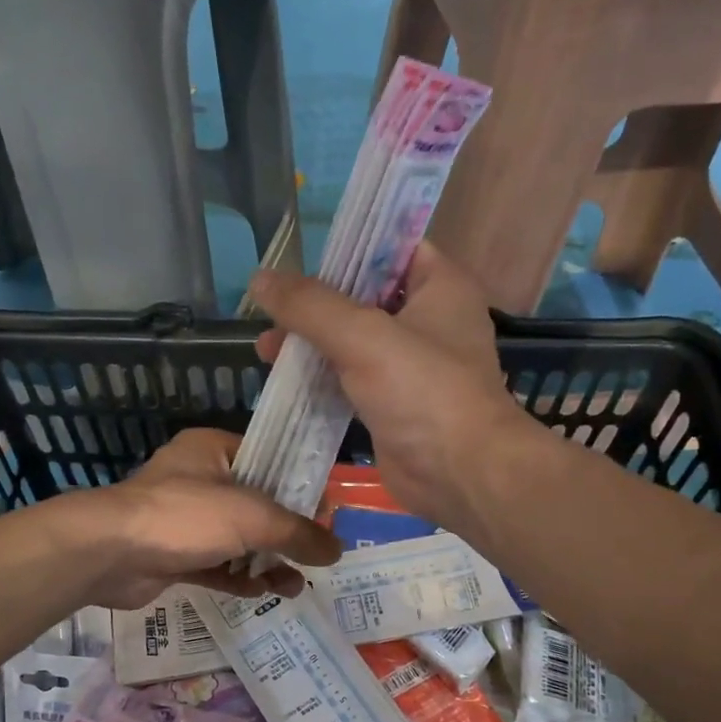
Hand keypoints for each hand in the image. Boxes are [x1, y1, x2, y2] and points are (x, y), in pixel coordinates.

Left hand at [69, 428, 341, 609]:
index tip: (327, 515)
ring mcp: (185, 519)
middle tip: (317, 556)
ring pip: (238, 539)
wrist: (109, 553)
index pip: (270, 460)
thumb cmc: (185, 516)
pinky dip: (239, 578)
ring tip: (295, 587)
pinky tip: (264, 593)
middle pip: (256, 504)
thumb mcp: (252, 517)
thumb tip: (337, 550)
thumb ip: (298, 532)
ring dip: (266, 561)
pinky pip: (217, 564)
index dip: (302, 487)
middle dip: (287, 532)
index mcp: (215, 450)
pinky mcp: (174, 554)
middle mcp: (200, 479)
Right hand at [249, 241, 534, 532]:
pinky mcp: (393, 404)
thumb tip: (260, 279)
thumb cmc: (423, 391)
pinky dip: (321, 379)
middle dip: (315, 305)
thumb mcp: (363, 336)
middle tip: (271, 312)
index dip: (347, 247)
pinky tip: (284, 383)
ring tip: (265, 351)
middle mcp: (428, 321)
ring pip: (352, 342)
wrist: (460, 474)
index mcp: (440, 287)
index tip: (300, 256)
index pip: (392, 247)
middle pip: (363, 296)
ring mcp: (411, 366)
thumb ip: (309, 306)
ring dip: (311, 344)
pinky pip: (350, 380)